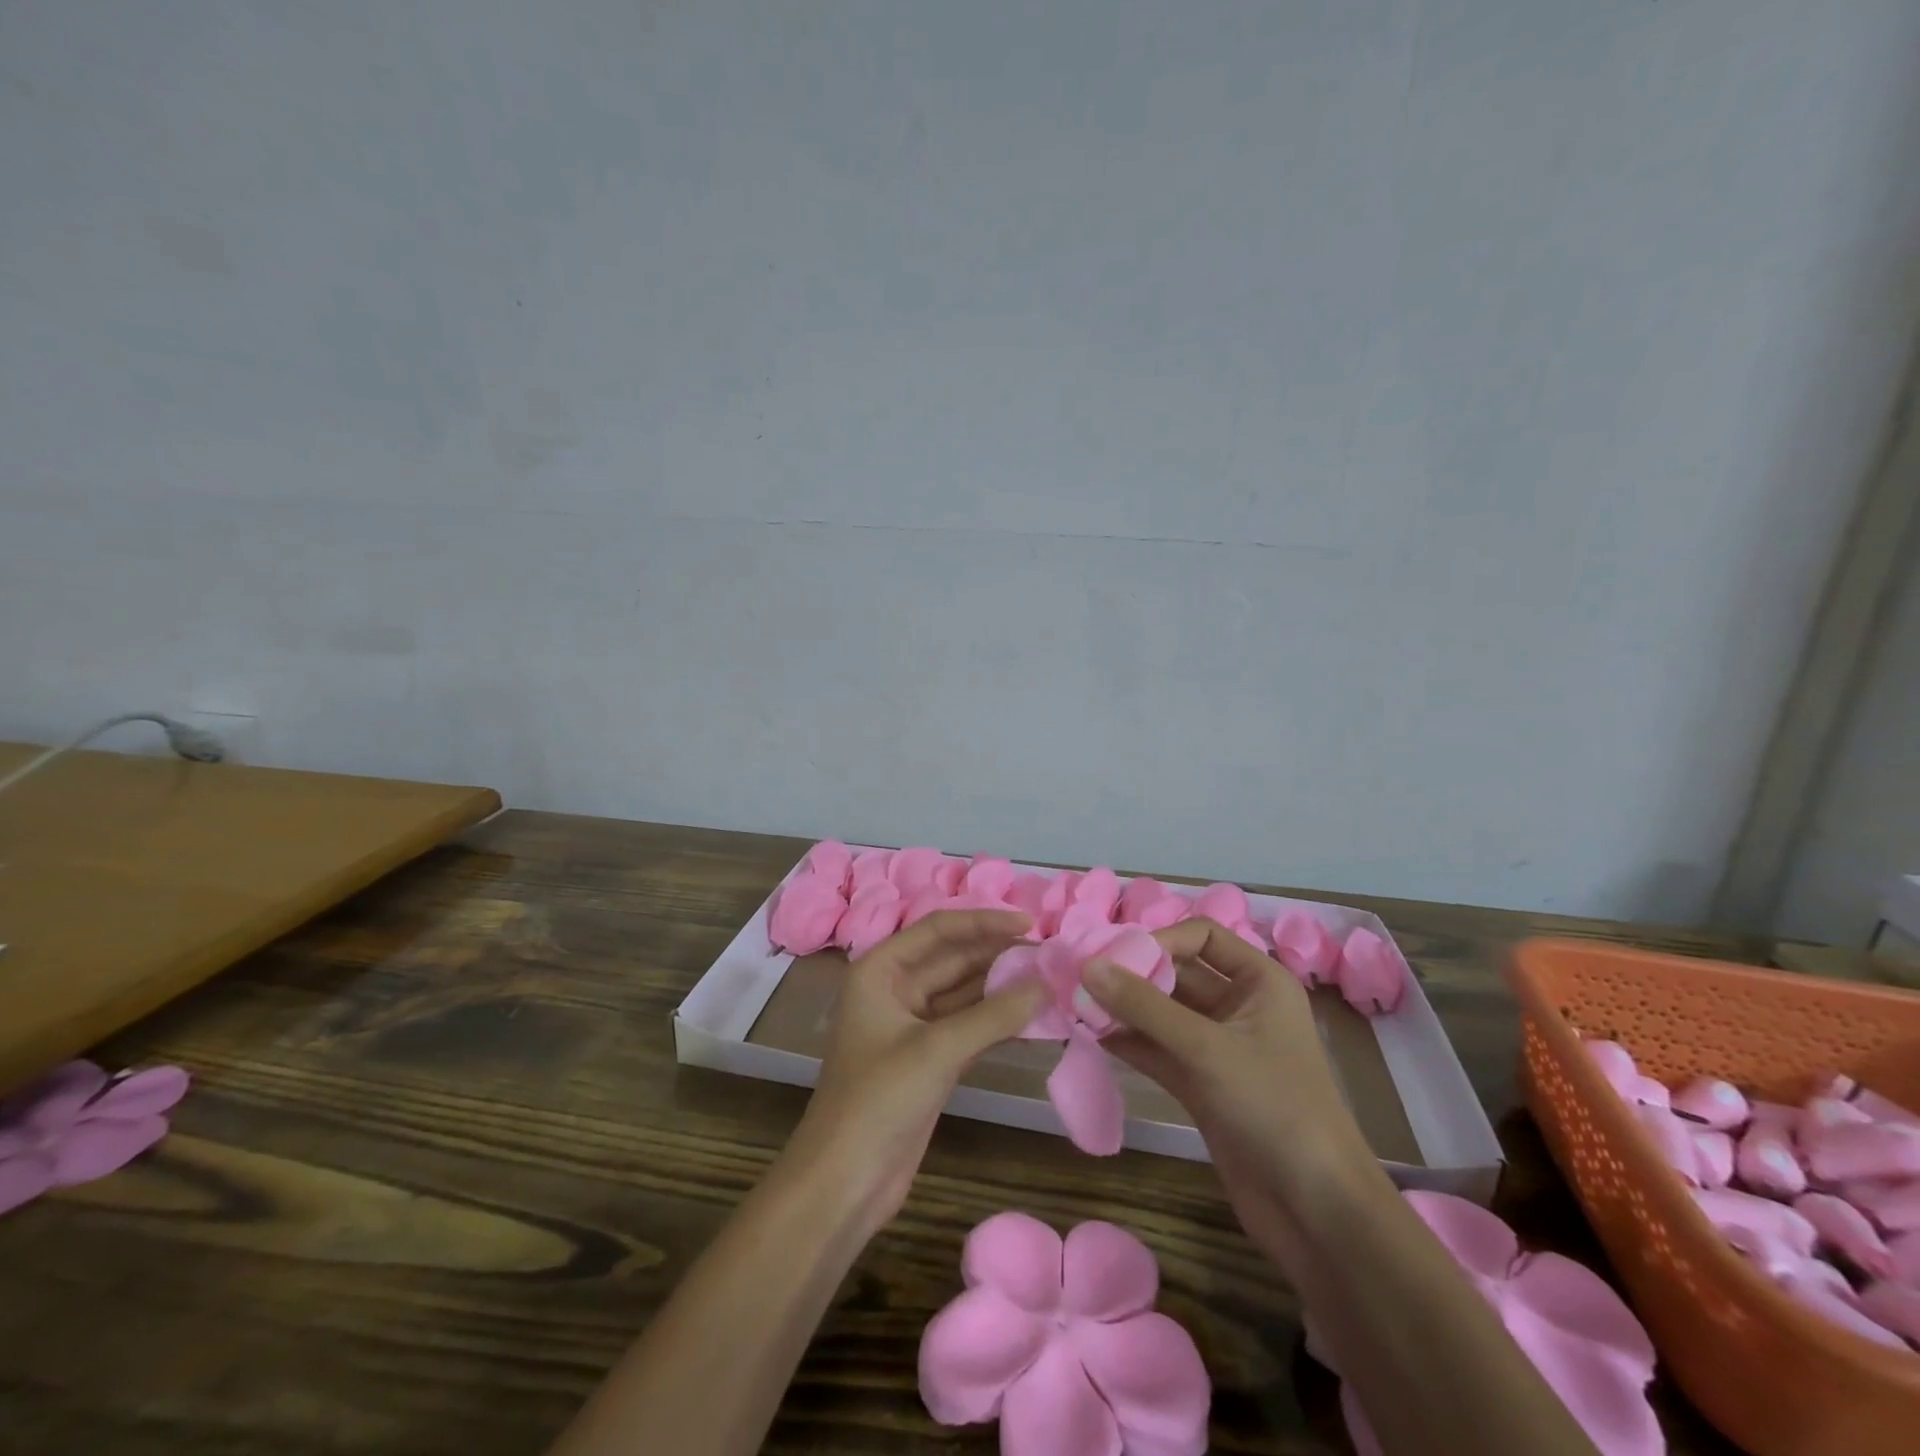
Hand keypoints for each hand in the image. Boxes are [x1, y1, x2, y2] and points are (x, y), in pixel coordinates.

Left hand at [780, 909, 1042, 1235]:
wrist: (844, 1184)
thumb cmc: (878, 1101)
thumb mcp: (937, 1050)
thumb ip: (994, 1014)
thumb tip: (1047, 983)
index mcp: (881, 969)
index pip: (940, 930)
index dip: (985, 921)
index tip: (1032, 923)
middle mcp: (896, 988)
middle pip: (954, 958)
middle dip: (999, 953)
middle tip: (1052, 951)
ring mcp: (914, 1025)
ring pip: (965, 993)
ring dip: (1003, 987)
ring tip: (1052, 977)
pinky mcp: (930, 1059)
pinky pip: (970, 1026)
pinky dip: (999, 1020)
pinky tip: (1035, 1016)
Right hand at [1083, 917, 1379, 1272]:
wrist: (1316, 1212)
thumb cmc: (1273, 1108)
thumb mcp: (1207, 1049)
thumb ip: (1143, 1006)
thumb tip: (1087, 966)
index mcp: (1259, 982)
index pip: (1202, 936)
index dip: (1160, 940)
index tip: (1116, 958)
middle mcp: (1239, 1007)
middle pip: (1177, 973)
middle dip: (1132, 974)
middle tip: (1081, 978)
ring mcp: (1218, 1048)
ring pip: (1162, 1014)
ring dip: (1123, 1009)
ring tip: (1078, 1006)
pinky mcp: (1201, 1085)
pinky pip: (1158, 1050)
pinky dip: (1129, 1042)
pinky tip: (1093, 1037)